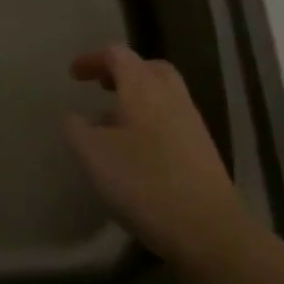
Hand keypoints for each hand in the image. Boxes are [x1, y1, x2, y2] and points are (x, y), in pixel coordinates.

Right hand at [65, 45, 253, 272]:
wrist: (209, 229)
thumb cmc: (143, 182)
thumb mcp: (93, 154)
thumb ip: (77, 129)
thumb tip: (76, 117)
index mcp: (142, 86)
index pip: (117, 54)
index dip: (93, 60)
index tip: (73, 75)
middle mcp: (171, 95)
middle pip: (147, 68)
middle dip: (122, 73)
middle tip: (102, 88)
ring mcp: (192, 122)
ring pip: (162, 95)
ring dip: (137, 99)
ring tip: (114, 124)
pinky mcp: (203, 150)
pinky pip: (172, 119)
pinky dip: (151, 121)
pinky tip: (137, 151)